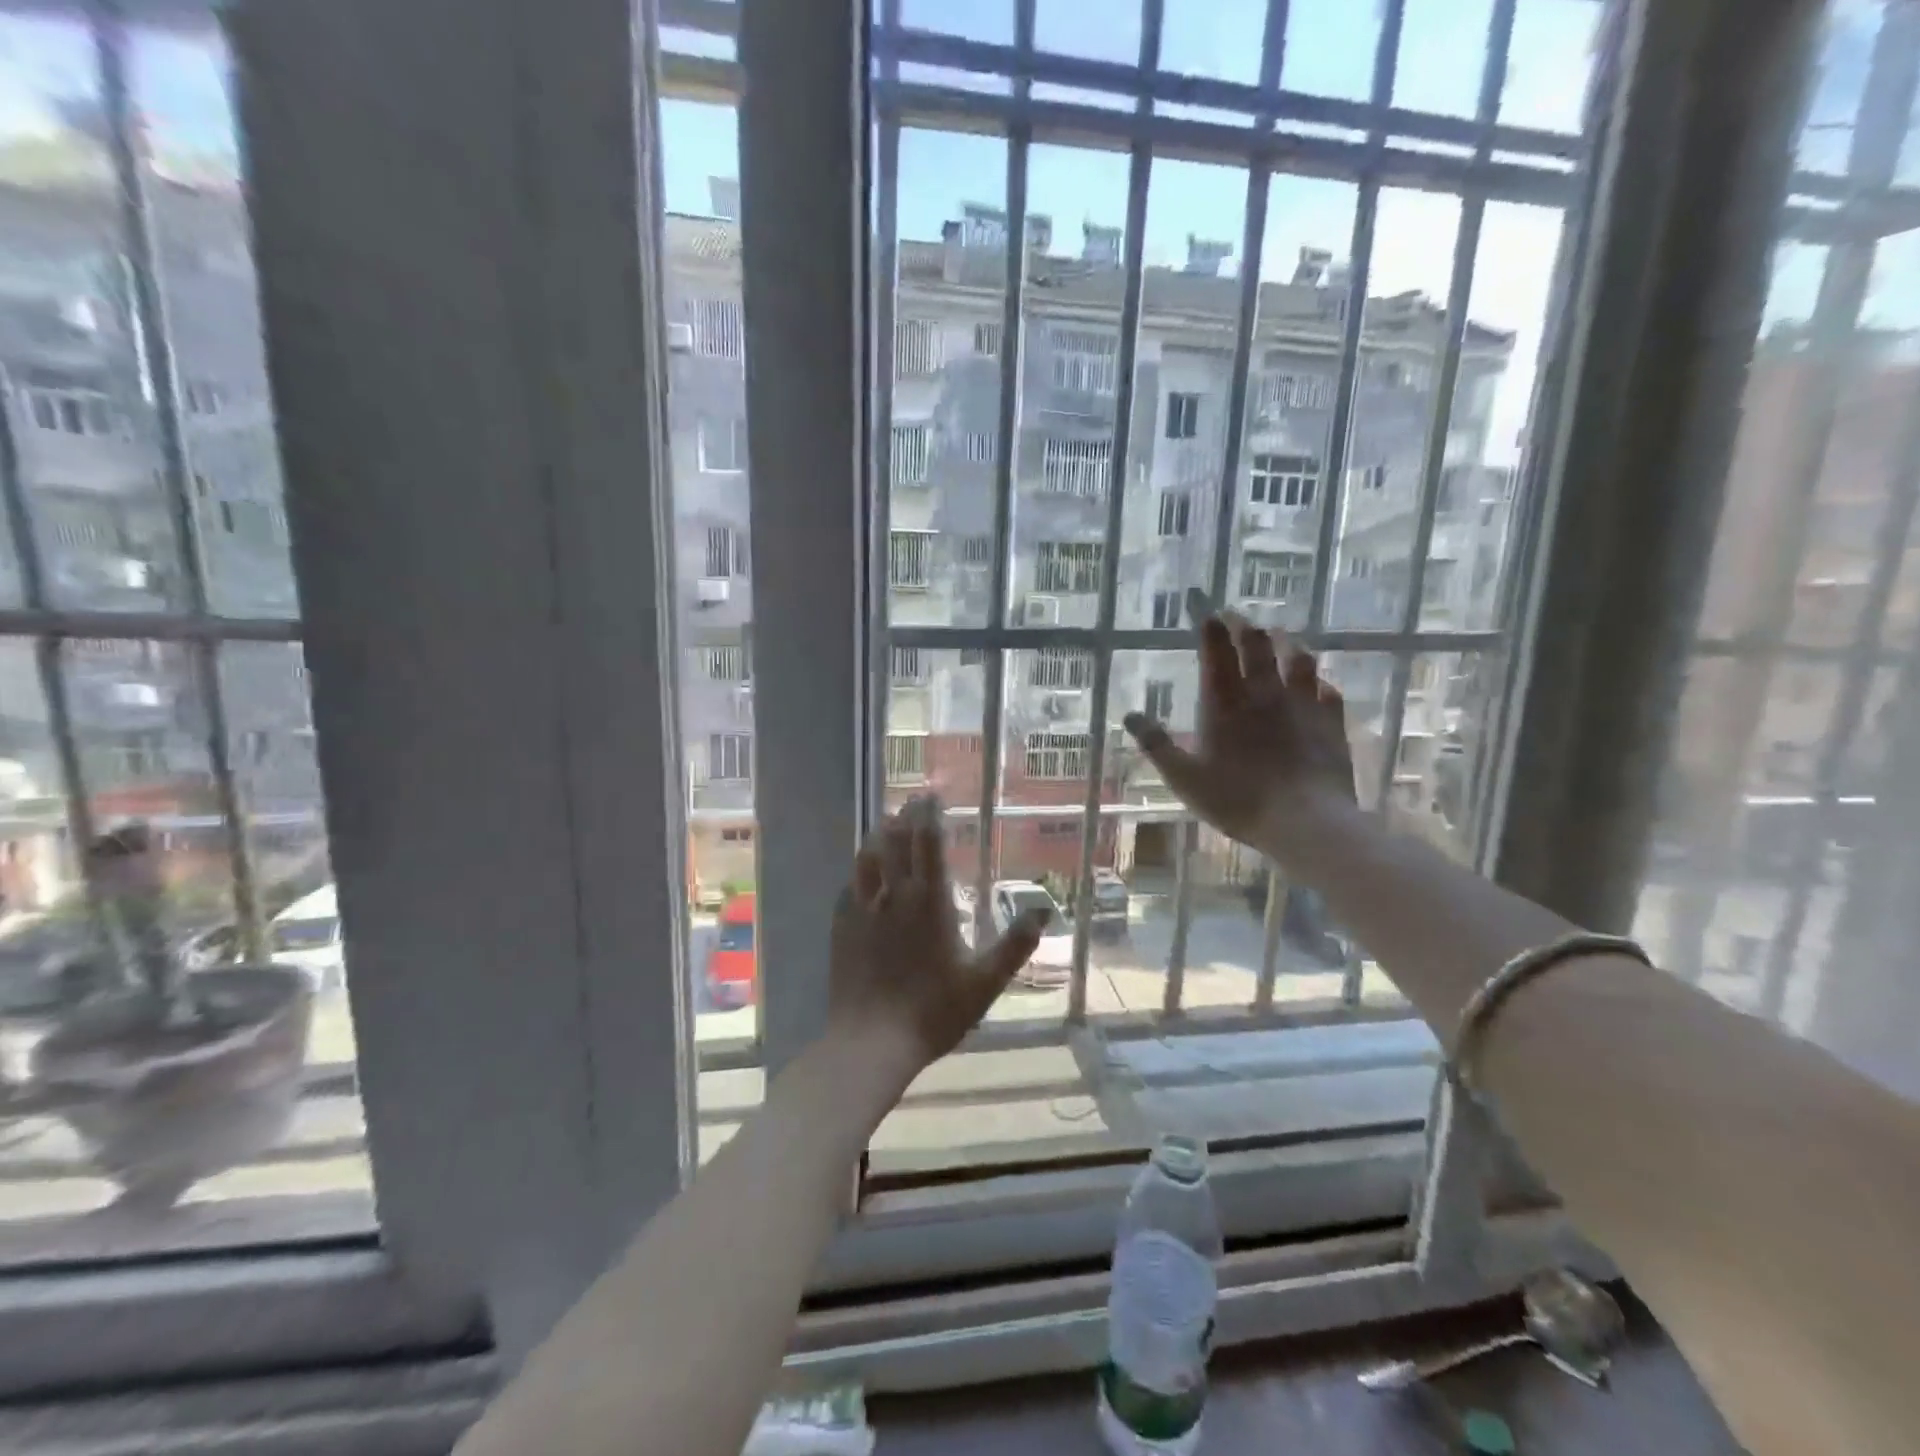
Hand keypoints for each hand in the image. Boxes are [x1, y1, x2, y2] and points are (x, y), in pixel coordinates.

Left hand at [827, 795, 1047, 1078]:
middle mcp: (893, 894)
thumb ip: (1015, 944)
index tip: (931, 794)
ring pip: (868, 856)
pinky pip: (850, 885)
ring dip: (879, 834)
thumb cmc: (933, 1011)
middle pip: (896, 840)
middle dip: (906, 815)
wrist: (871, 1042)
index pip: (927, 842)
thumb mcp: (985, 982)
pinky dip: (860, 868)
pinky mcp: (841, 927)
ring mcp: (862, 909)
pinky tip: (863, 873)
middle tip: (913, 801)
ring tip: (887, 824)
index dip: (930, 814)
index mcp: (929, 901)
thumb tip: (1045, 910)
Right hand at [1123, 611, 1357, 863]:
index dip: (1210, 628)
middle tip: (1235, 616)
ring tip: (1278, 635)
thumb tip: (1131, 716)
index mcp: (1225, 703)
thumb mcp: (1184, 778)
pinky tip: (1316, 683)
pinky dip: (1317, 680)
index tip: (1205, 612)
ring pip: (1297, 658)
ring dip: (1285, 641)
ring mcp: (1303, 704)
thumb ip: (1157, 745)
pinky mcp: (1331, 721)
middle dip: (1243, 625)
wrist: (1306, 821)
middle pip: (1256, 644)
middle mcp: (1264, 693)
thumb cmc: (1238, 800)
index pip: (1216, 652)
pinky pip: (1327, 689)